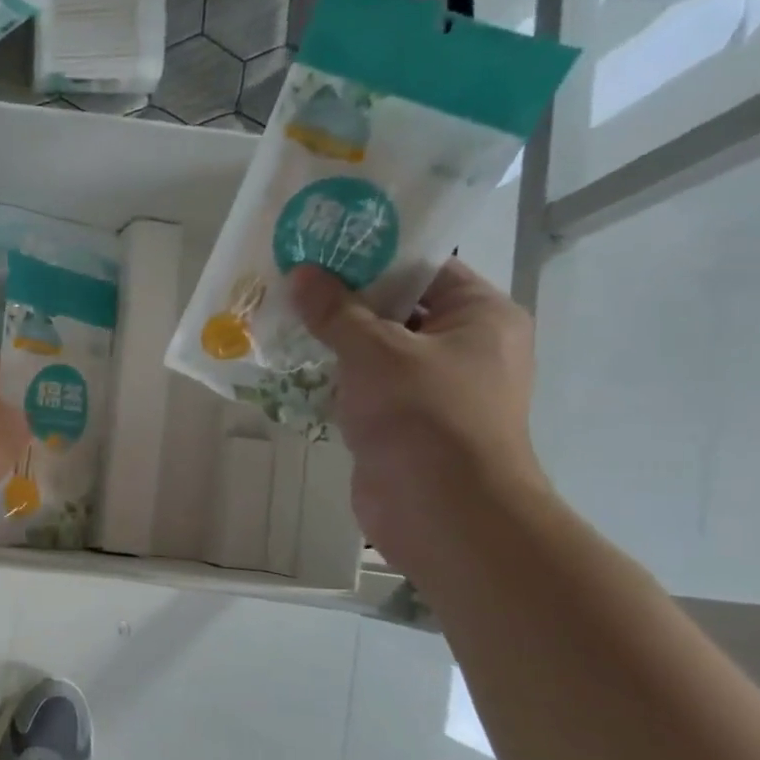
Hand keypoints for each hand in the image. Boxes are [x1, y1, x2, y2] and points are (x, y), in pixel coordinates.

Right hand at [292, 259, 550, 569]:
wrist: (442, 511)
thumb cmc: (423, 415)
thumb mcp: (375, 351)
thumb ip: (336, 311)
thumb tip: (301, 273)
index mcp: (480, 316)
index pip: (425, 268)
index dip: (373, 255)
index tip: (321, 248)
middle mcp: (464, 348)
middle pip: (397, 309)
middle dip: (343, 301)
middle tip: (290, 282)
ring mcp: (434, 391)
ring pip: (376, 353)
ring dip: (333, 343)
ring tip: (279, 319)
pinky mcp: (404, 425)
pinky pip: (366, 390)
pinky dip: (334, 381)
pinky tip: (290, 369)